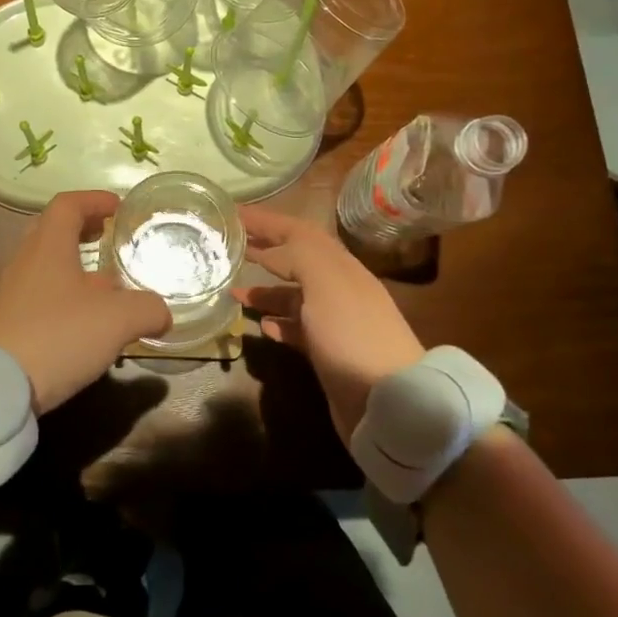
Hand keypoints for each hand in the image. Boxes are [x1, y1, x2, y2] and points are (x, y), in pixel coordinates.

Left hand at [0, 190, 171, 413]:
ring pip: (47, 270)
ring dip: (76, 273)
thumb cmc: (55, 335)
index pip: (68, 205)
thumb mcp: (116, 320)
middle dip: (82, 232)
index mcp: (48, 246)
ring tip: (107, 290)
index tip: (117, 206)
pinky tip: (85, 328)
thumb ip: (147, 309)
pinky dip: (65, 302)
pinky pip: (40, 301)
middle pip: (52, 233)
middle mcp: (25, 263)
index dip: (94, 200)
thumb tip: (162, 312)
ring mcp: (11, 296)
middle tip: (107, 238)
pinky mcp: (6, 327)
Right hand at [235, 205, 424, 439]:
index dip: (266, 221)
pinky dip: (277, 323)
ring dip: (264, 291)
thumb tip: (267, 251)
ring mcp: (333, 323)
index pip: (298, 232)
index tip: (232, 214)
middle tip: (228, 247)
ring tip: (233, 293)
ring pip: (293, 296)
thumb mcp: (326, 283)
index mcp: (339, 266)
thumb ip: (297, 255)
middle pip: (295, 260)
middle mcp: (337, 289)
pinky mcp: (327, 354)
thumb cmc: (353, 334)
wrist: (388, 402)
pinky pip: (296, 329)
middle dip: (263, 250)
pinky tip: (261, 327)